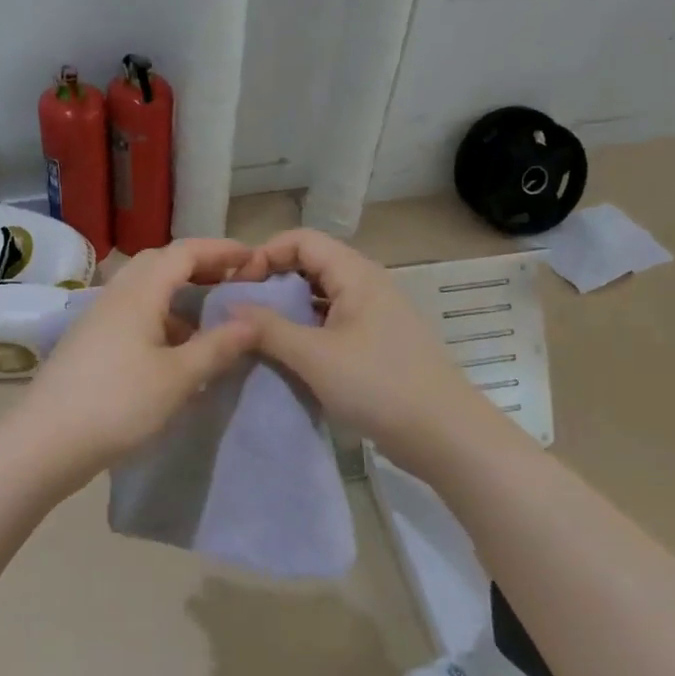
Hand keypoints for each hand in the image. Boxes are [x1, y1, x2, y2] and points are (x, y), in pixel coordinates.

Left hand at [10, 239, 262, 490]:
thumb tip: (253, 321)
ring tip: (208, 322)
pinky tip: (173, 351)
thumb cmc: (118, 404)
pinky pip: (132, 314)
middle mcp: (115, 295)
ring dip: (178, 295)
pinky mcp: (89, 342)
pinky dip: (159, 319)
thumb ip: (217, 346)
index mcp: (138, 293)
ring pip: (144, 290)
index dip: (221, 250)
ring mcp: (97, 318)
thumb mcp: (178, 378)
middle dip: (198, 266)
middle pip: (159, 263)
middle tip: (230, 283)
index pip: (184, 252)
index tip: (253, 259)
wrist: (45, 442)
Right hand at [228, 229, 499, 475]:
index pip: (301, 240)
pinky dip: (306, 329)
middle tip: (242, 311)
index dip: (265, 254)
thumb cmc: (378, 386)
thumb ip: (268, 328)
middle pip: (311, 264)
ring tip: (258, 334)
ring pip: (320, 295)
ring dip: (288, 308)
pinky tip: (289, 354)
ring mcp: (375, 314)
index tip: (238, 287)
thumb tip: (229, 306)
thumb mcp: (314, 356)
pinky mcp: (377, 342)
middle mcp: (367, 284)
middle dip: (272, 281)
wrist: (444, 435)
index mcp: (356, 274)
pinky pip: (333, 321)